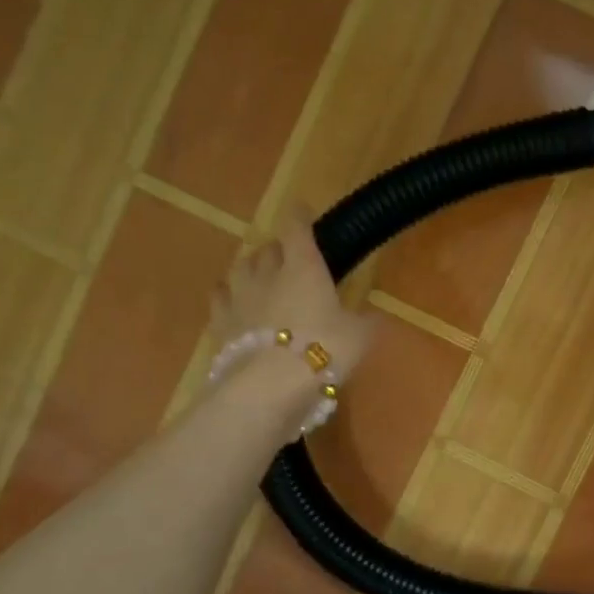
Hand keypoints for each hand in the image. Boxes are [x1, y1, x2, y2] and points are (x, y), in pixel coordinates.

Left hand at [213, 211, 375, 380]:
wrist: (270, 384)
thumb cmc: (324, 350)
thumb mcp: (360, 337)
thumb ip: (365, 323)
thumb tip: (374, 317)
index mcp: (304, 268)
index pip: (297, 230)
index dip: (299, 217)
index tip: (301, 210)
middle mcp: (268, 274)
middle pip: (267, 249)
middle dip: (277, 248)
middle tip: (287, 255)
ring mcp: (239, 298)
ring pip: (240, 269)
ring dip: (250, 267)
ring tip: (258, 273)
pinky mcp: (220, 324)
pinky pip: (220, 299)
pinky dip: (227, 296)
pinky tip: (231, 301)